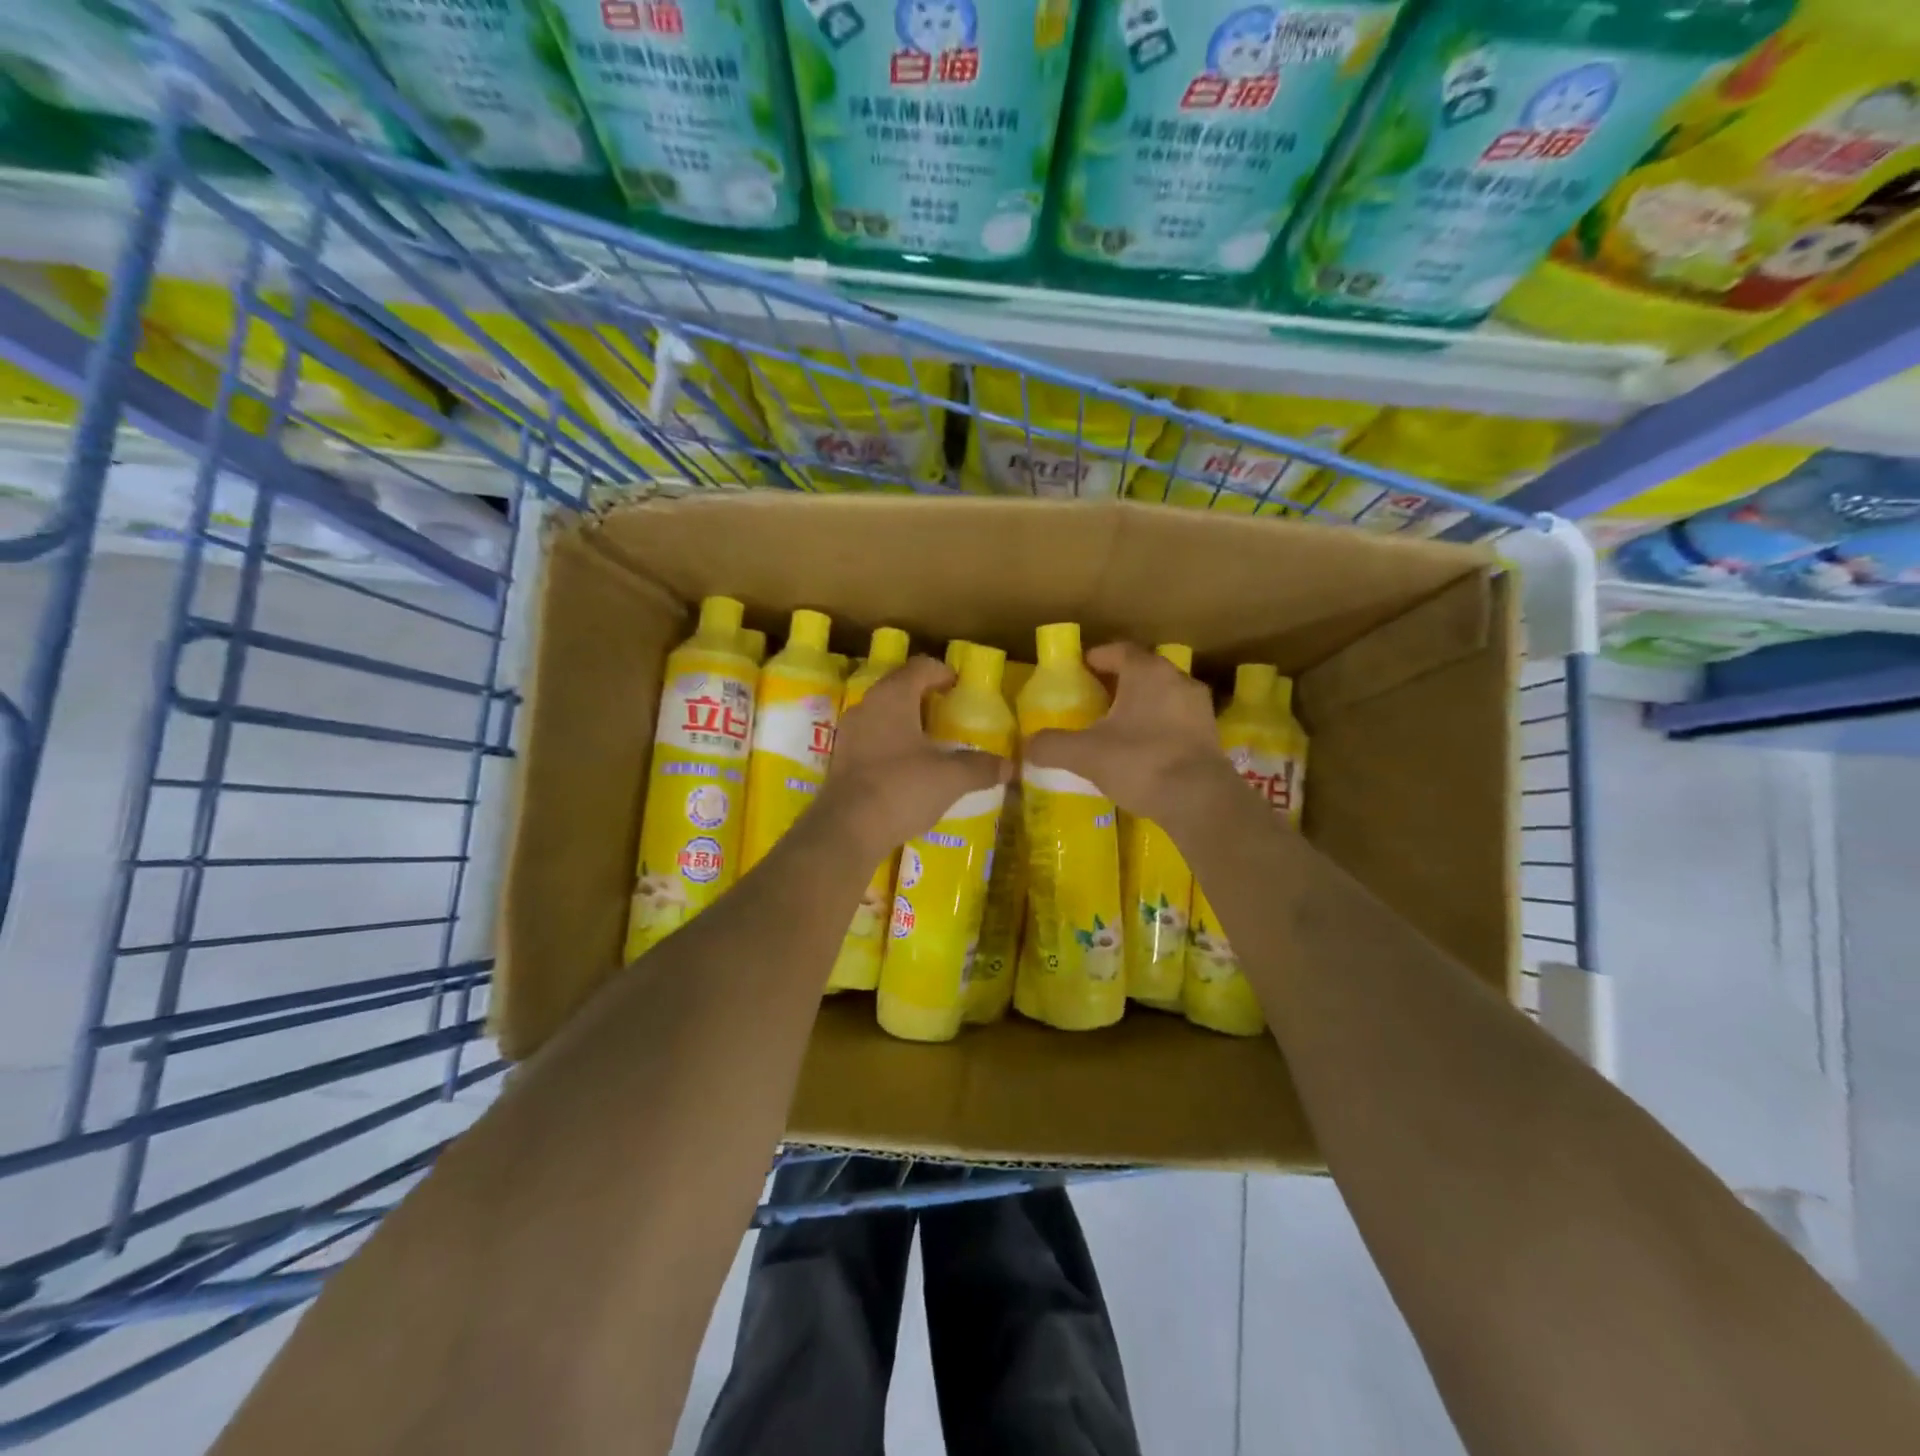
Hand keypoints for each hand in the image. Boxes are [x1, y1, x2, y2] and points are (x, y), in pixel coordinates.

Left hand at [821, 655, 1009, 853]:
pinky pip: (871, 741)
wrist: (847, 830)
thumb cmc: (902, 788)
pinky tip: (907, 770)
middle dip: (924, 698)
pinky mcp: (841, 761)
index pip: (920, 667)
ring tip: (930, 744)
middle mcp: (866, 706)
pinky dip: (891, 746)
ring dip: (906, 724)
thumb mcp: (951, 778)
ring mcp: (848, 734)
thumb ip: (981, 767)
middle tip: (948, 714)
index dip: (942, 673)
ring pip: (882, 716)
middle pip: (898, 688)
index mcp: (893, 697)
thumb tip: (1009, 766)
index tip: (959, 687)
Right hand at [1023, 642, 1230, 824]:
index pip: (1120, 651)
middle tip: (1096, 698)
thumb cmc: (1139, 761)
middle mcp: (1177, 680)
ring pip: (1164, 695)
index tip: (1081, 668)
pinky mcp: (1210, 735)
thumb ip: (1052, 745)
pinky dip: (1160, 726)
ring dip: (1143, 704)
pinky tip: (1144, 749)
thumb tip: (1028, 745)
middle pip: (1144, 671)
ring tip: (1119, 725)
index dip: (1098, 657)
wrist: (1198, 799)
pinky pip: (1178, 720)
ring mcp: (1199, 708)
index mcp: (1147, 672)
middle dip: (1120, 681)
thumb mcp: (1085, 754)